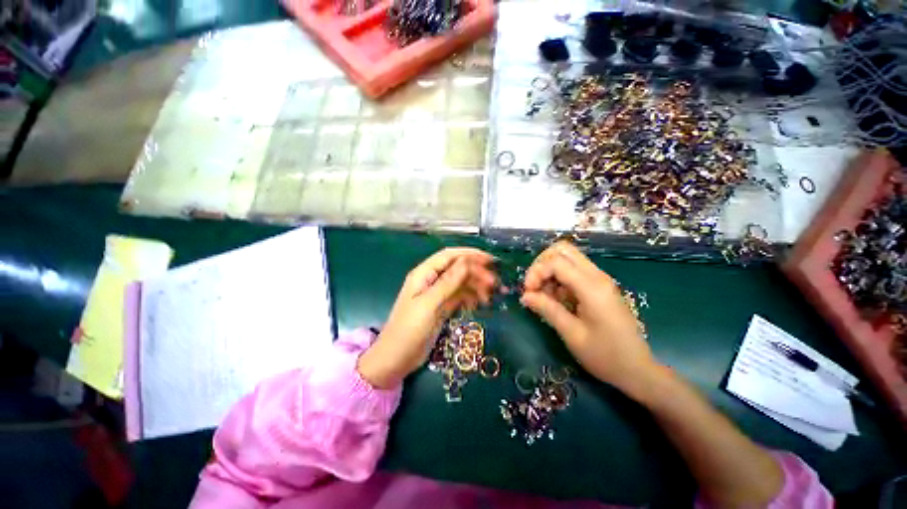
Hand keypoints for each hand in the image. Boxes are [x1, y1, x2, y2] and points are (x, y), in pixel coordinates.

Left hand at [358, 248, 496, 388]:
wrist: (396, 359)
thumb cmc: (408, 330)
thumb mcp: (429, 304)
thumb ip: (448, 282)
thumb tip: (467, 261)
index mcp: (424, 274)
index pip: (449, 256)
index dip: (470, 254)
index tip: (490, 260)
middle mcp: (431, 280)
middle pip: (457, 269)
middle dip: (476, 273)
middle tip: (494, 283)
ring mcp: (437, 294)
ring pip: (460, 283)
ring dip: (475, 286)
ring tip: (489, 297)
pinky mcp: (442, 307)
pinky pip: (459, 297)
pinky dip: (470, 298)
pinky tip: (479, 304)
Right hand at [519, 241, 661, 395]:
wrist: (637, 370)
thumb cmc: (605, 356)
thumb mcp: (572, 334)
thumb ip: (547, 309)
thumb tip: (525, 296)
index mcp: (592, 287)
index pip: (556, 262)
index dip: (536, 272)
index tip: (528, 292)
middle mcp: (597, 276)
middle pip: (563, 250)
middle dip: (541, 264)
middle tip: (533, 286)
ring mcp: (599, 279)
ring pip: (567, 258)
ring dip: (549, 271)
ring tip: (543, 296)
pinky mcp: (598, 286)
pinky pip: (572, 271)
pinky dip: (558, 279)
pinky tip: (555, 299)